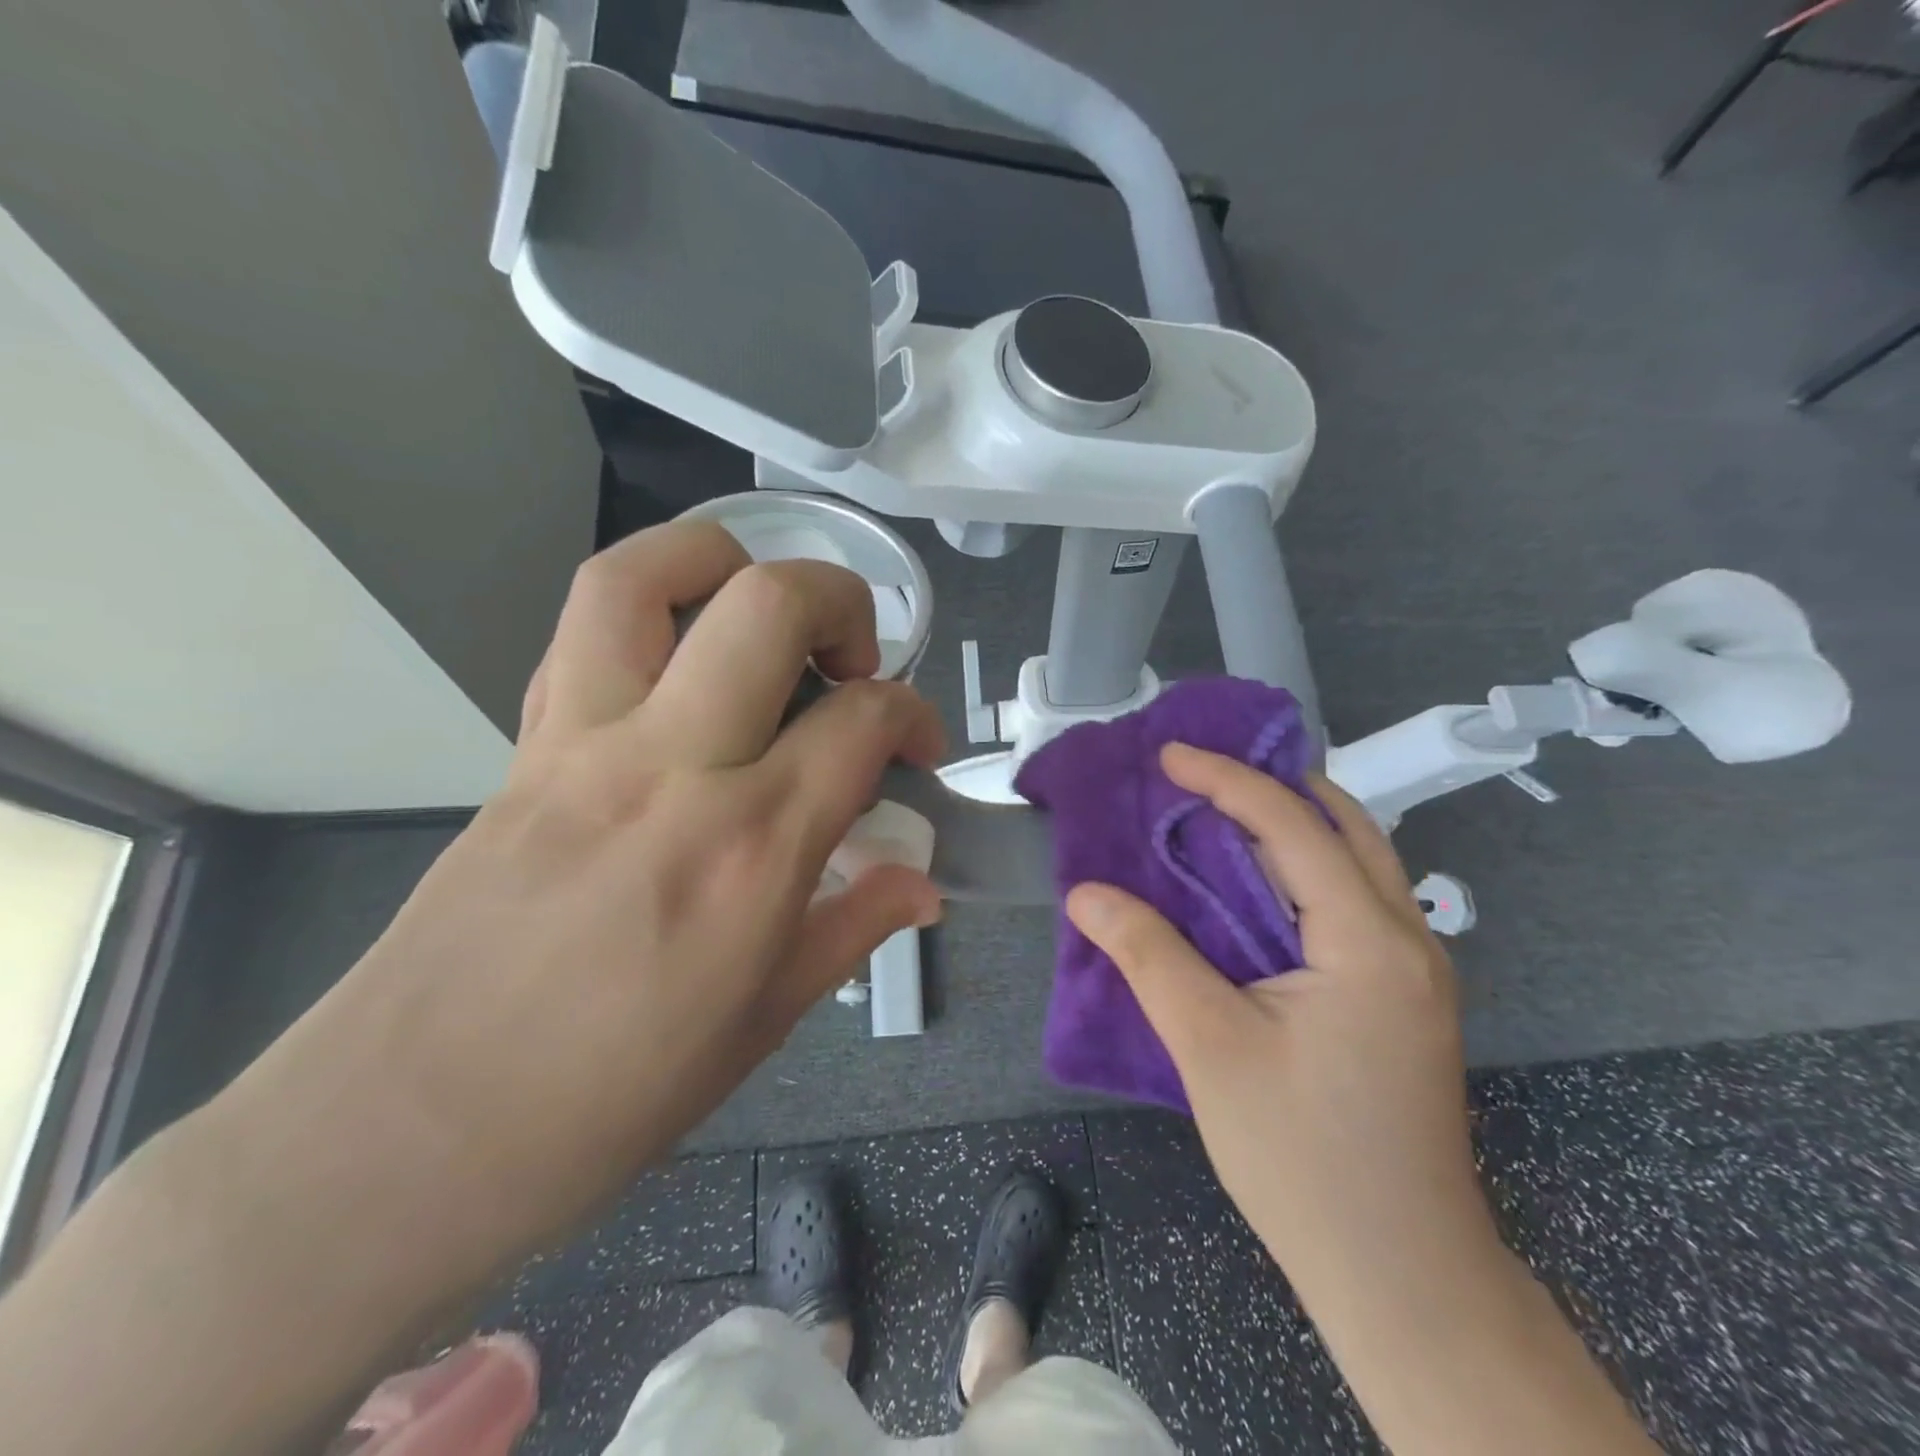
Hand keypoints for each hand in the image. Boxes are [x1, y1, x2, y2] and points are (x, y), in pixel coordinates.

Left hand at [221, 519, 945, 1289]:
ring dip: (726, 560)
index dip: (916, 715)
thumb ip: (855, 927)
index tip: (921, 747)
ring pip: (646, 576)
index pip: (864, 719)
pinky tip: (681, 666)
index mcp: (753, 849)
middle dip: (842, 603)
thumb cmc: (610, 1098)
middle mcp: (674, 768)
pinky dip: (648, 611)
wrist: (402, 1138)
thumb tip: (924, 884)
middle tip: (855, 661)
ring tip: (762, 615)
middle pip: (771, 605)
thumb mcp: (765, 1021)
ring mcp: (583, 744)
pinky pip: (581, 633)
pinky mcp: (522, 748)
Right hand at [1064, 745, 1491, 1291]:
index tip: (1170, 755)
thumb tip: (1086, 894)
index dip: (1227, 781)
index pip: (1295, 827)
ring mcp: (1414, 971)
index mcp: (1369, 941)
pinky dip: (1301, 872)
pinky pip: (1353, 902)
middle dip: (1273, 786)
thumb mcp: (1210, 1046)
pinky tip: (1254, 888)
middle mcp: (1407, 939)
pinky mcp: (1400, 999)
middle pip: (1345, 827)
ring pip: (1356, 863)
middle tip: (1202, 776)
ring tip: (1221, 814)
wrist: (1402, 1277)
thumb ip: (1148, 955)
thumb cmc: (1303, 1158)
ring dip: (1291, 826)